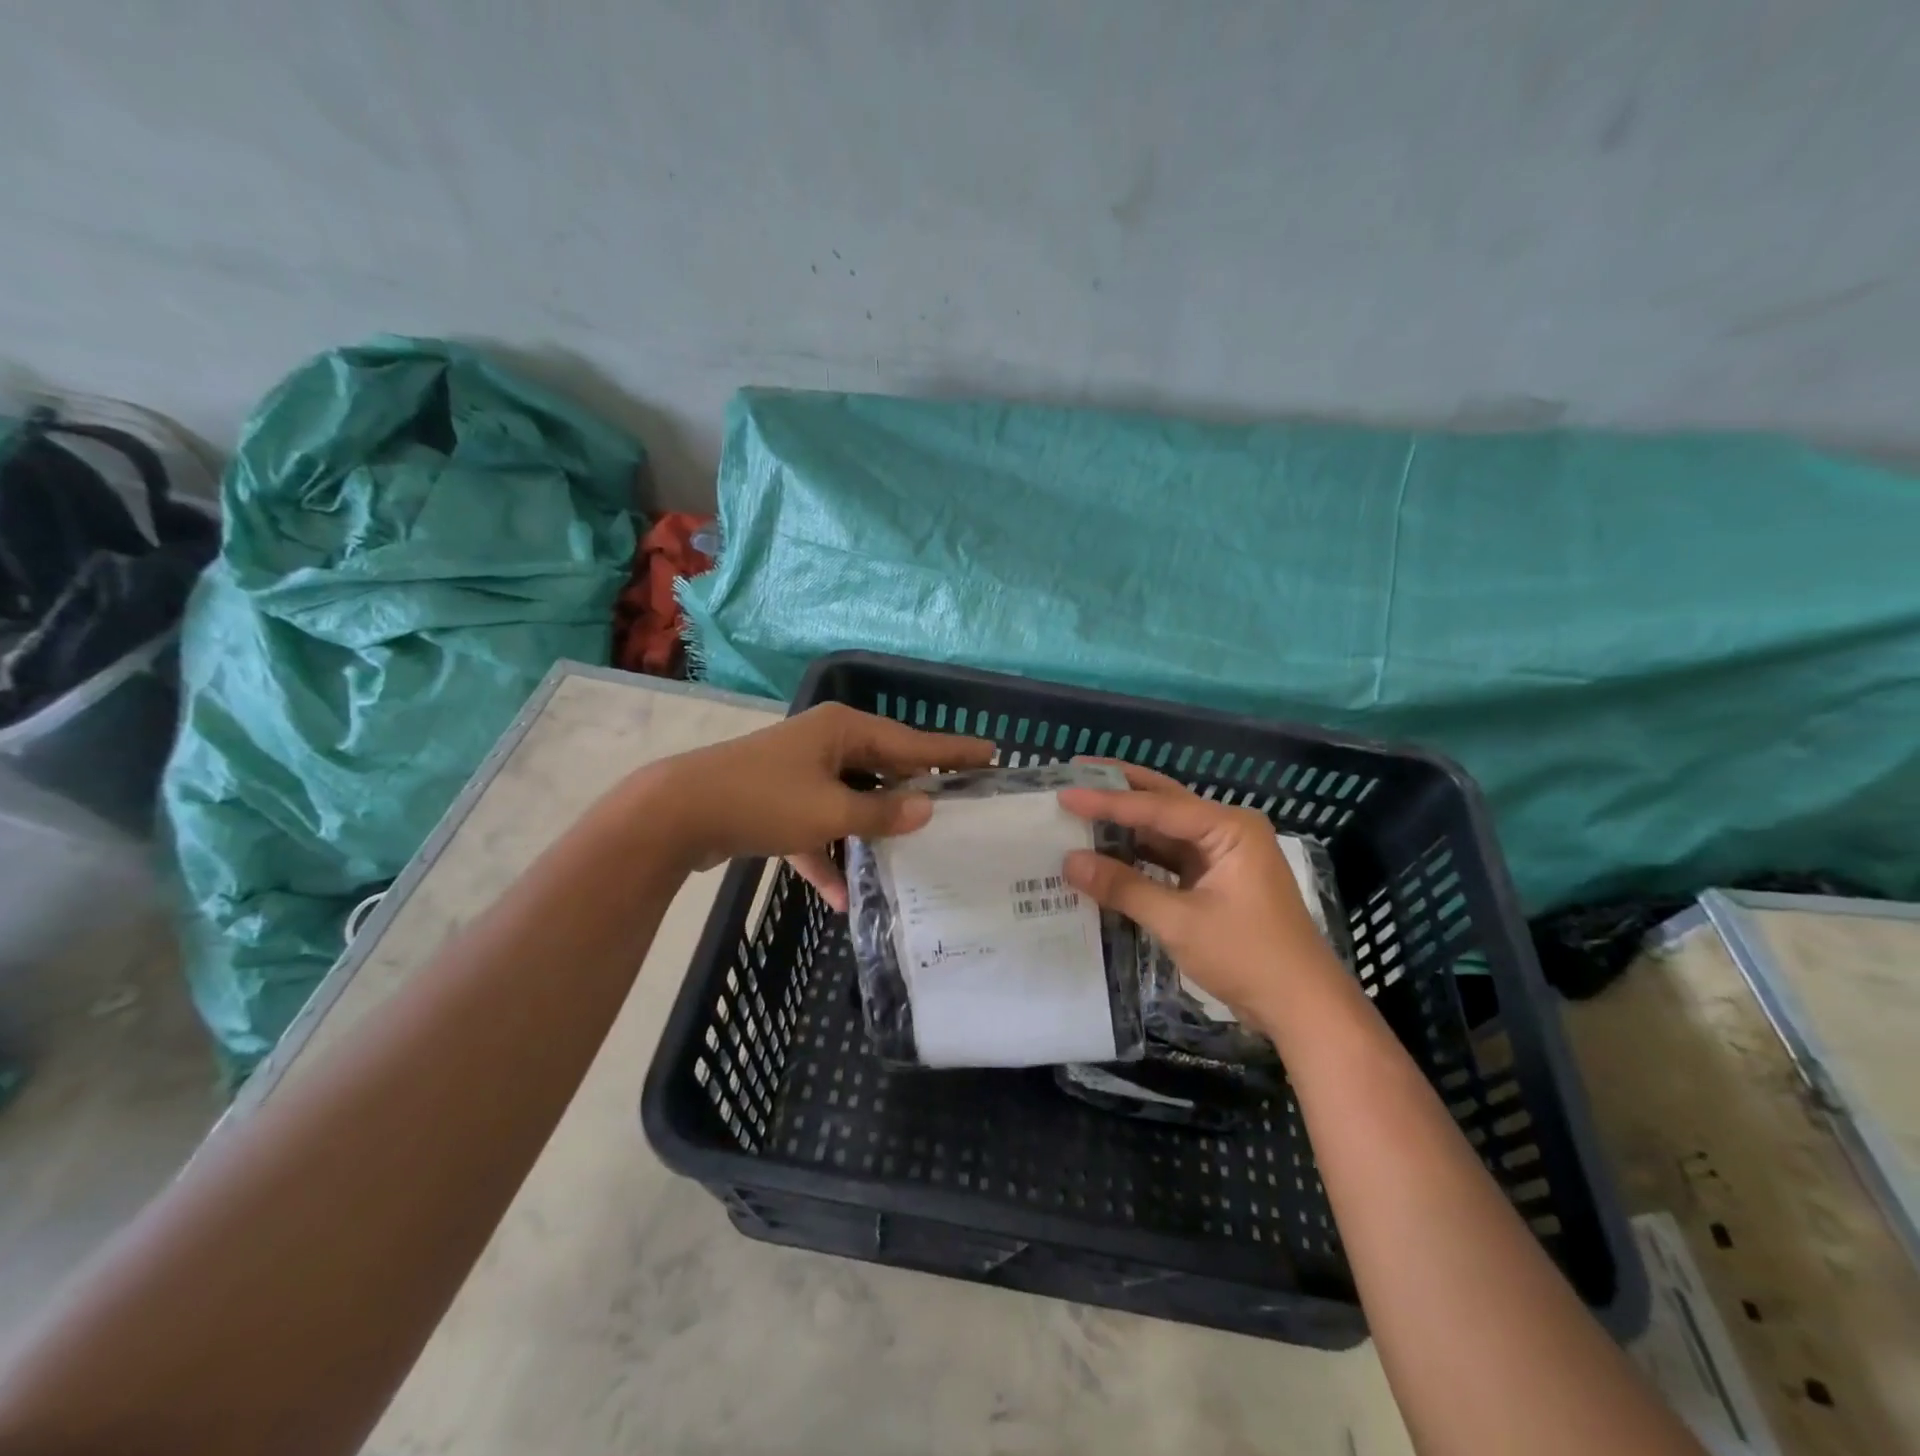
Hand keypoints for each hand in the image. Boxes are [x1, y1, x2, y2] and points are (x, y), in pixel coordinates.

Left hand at [645, 703, 993, 909]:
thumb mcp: (829, 811)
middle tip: (959, 809)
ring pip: (851, 802)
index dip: (953, 751)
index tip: (993, 753)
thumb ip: (880, 814)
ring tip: (912, 854)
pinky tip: (842, 898)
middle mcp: (825, 744)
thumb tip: (925, 811)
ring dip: (871, 832)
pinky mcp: (778, 804)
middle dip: (914, 795)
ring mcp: (800, 773)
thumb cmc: (762, 800)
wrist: (675, 814)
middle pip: (883, 769)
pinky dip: (828, 856)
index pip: (912, 742)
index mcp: (843, 731)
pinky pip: (817, 828)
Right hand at [1058, 763, 1345, 1026]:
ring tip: (1081, 809)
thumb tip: (1069, 862)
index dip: (1106, 801)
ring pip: (1165, 830)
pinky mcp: (1216, 880)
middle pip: (1164, 802)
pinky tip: (1107, 852)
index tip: (1064, 793)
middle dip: (1119, 789)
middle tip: (1074, 773)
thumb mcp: (1179, 922)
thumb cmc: (1248, 957)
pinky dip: (1138, 855)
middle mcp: (1227, 831)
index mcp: (1229, 828)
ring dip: (1126, 824)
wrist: (1303, 1008)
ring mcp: (1223, 856)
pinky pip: (1169, 857)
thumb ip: (1123, 887)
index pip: (1157, 807)